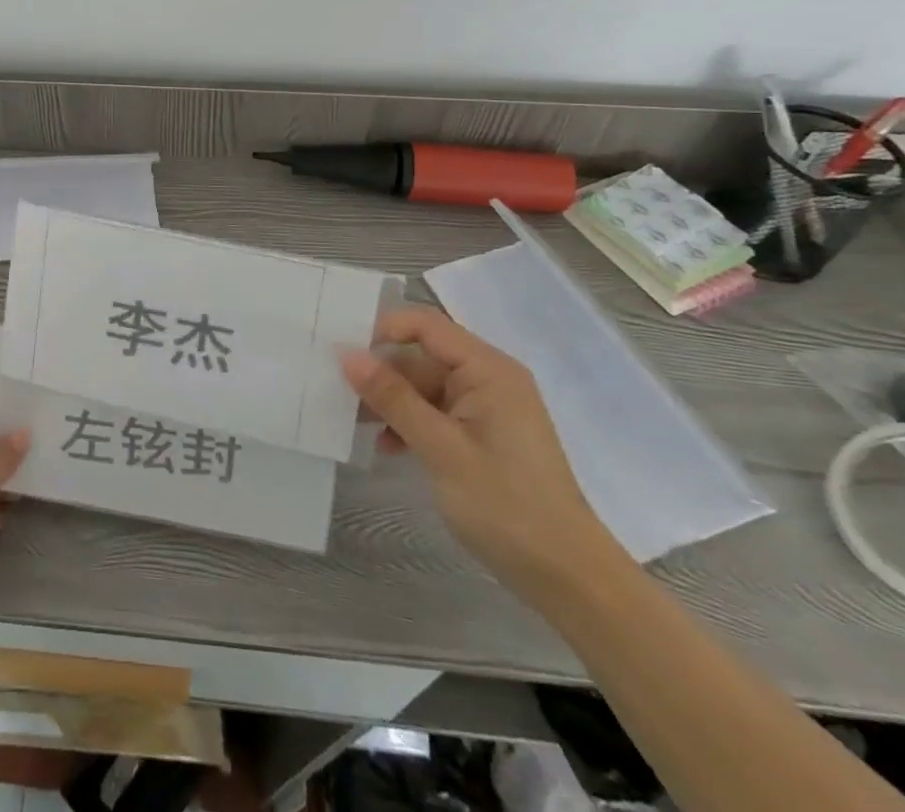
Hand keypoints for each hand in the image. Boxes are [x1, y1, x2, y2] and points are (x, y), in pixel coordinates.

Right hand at [341, 307, 625, 596]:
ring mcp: (487, 409)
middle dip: (381, 373)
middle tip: (337, 392)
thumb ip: (393, 398)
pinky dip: (410, 424)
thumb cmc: (506, 506)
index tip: (342, 351)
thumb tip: (347, 355)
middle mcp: (488, 379)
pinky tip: (387, 447)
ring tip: (353, 423)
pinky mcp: (483, 436)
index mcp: (487, 370)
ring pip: (424, 387)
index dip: (382, 329)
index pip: (425, 325)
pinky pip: (436, 413)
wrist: (568, 579)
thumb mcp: (440, 449)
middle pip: (421, 357)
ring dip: (391, 402)